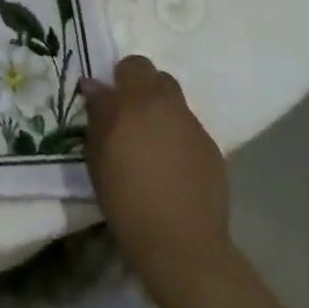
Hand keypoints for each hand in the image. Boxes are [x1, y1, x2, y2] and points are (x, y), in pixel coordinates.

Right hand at [82, 55, 231, 277]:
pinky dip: (179, 138)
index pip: (129, 66)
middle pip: (157, 77)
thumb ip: (98, 115)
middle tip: (131, 116)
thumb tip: (96, 88)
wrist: (179, 241)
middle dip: (143, 88)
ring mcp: (193, 126)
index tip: (110, 101)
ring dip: (162, 112)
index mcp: (134, 101)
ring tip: (153, 144)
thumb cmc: (125, 197)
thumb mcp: (96, 155)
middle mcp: (166, 105)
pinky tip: (173, 166)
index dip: (119, 79)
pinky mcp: (212, 149)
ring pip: (176, 103)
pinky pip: (190, 130)